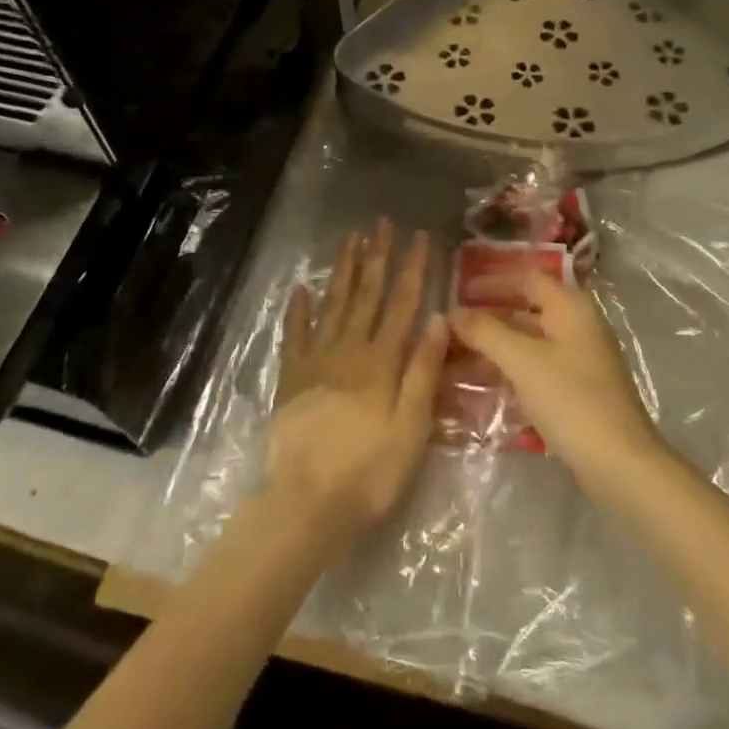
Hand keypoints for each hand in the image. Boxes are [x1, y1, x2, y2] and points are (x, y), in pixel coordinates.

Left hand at [265, 221, 448, 545]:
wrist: (308, 504)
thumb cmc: (370, 471)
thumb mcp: (411, 427)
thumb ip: (423, 371)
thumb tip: (436, 318)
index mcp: (380, 361)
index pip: (401, 303)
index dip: (412, 268)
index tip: (419, 237)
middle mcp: (348, 350)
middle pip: (366, 294)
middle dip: (376, 257)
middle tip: (381, 224)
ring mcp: (316, 361)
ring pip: (332, 304)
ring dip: (343, 270)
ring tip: (350, 239)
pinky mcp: (292, 379)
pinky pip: (295, 335)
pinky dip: (298, 310)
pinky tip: (300, 288)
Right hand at [449, 272, 668, 494]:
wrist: (621, 465)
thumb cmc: (571, 400)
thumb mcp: (522, 361)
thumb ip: (485, 332)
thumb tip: (453, 312)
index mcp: (571, 306)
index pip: (526, 278)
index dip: (491, 281)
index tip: (457, 291)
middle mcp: (578, 325)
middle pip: (526, 309)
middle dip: (488, 318)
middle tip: (450, 328)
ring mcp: (581, 359)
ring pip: (529, 342)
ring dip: (495, 347)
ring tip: (455, 358)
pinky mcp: (579, 390)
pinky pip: (536, 367)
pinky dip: (510, 370)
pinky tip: (482, 384)